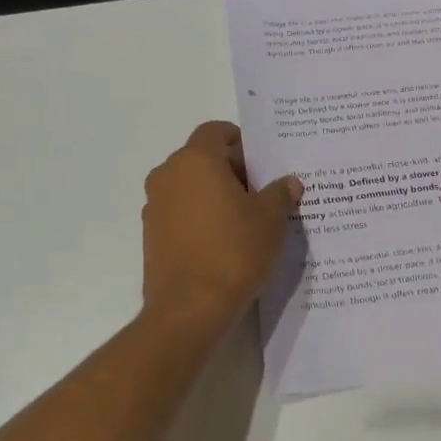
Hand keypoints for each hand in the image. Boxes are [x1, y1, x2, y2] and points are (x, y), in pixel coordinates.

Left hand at [141, 121, 301, 332]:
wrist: (189, 309)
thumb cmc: (233, 252)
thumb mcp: (270, 220)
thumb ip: (280, 194)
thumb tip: (289, 182)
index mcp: (196, 160)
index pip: (216, 131)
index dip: (241, 141)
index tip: (263, 161)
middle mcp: (168, 175)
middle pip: (202, 158)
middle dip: (232, 169)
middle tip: (262, 191)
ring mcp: (155, 205)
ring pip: (190, 186)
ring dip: (215, 193)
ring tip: (245, 218)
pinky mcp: (151, 234)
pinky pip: (180, 211)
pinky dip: (200, 216)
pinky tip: (224, 240)